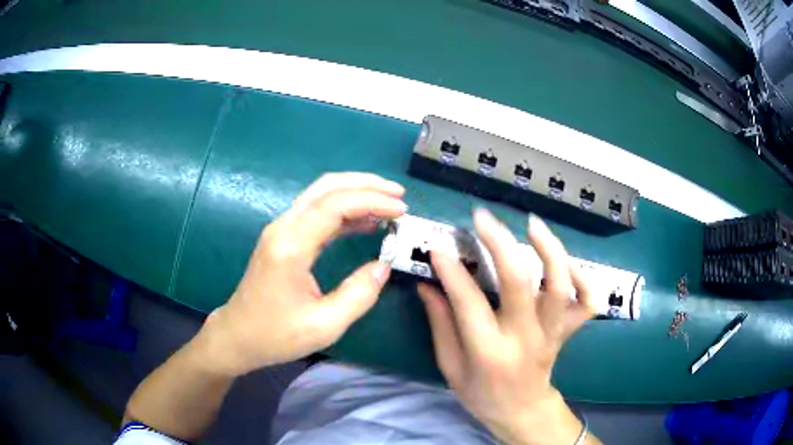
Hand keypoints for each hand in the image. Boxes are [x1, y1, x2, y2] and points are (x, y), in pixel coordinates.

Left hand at [198, 173, 406, 376]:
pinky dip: (344, 211)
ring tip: (389, 205)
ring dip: (355, 193)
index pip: (334, 205)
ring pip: (321, 195)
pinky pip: (316, 213)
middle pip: (326, 187)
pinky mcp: (283, 238)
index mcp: (291, 246)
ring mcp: (281, 230)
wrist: (238, 336)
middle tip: (399, 194)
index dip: (371, 201)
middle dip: (365, 184)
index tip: (401, 210)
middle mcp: (283, 228)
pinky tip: (365, 222)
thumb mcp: (324, 325)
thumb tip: (384, 266)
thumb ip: (358, 295)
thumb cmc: (276, 335)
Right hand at [417, 209, 595, 444]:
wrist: (522, 411)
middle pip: (519, 282)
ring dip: (548, 249)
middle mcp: (525, 338)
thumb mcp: (450, 368)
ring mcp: (551, 332)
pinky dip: (583, 276)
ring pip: (559, 285)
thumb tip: (428, 285)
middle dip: (499, 243)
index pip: (469, 302)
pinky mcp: (567, 330)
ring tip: (531, 224)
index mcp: (489, 353)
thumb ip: (440, 325)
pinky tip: (566, 261)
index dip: (451, 270)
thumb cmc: (482, 394)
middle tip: (482, 218)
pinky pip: (586, 300)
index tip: (437, 245)